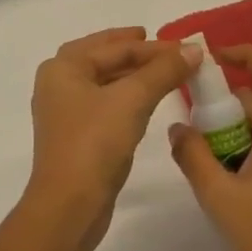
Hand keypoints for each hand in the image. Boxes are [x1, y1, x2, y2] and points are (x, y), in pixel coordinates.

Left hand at [25, 28, 201, 250]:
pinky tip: (147, 102)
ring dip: (132, 75)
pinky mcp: (76, 137)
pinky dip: (126, 97)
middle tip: (166, 48)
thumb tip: (194, 49)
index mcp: (63, 68)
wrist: (70, 204)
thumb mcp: (133, 100)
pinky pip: (105, 105)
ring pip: (103, 82)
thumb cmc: (95, 142)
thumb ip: (164, 71)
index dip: (152, 46)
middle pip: (101, 58)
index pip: (113, 47)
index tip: (186, 47)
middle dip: (134, 52)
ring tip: (164, 72)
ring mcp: (65, 113)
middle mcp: (58, 85)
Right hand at [168, 44, 251, 250]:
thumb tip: (178, 126)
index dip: (248, 53)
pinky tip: (221, 181)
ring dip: (230, 131)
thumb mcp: (217, 196)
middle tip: (190, 126)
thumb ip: (193, 155)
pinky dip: (241, 149)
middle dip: (223, 105)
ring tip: (200, 160)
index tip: (214, 57)